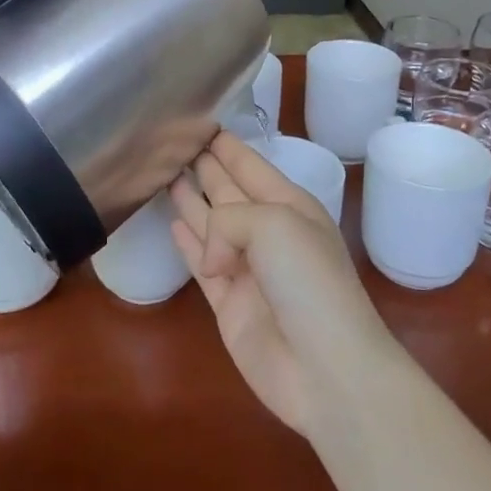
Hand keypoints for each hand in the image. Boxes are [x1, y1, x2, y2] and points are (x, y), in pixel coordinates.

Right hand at [170, 132, 398, 434]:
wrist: (326, 368)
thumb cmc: (308, 282)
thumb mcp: (274, 225)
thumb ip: (228, 219)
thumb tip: (209, 254)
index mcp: (290, 207)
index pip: (251, 166)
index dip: (227, 146)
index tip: (201, 122)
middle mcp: (268, 233)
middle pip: (229, 191)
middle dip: (205, 166)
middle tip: (173, 142)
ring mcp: (247, 269)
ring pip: (211, 224)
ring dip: (191, 199)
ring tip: (165, 173)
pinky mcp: (229, 303)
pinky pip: (201, 263)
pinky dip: (187, 242)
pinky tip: (172, 222)